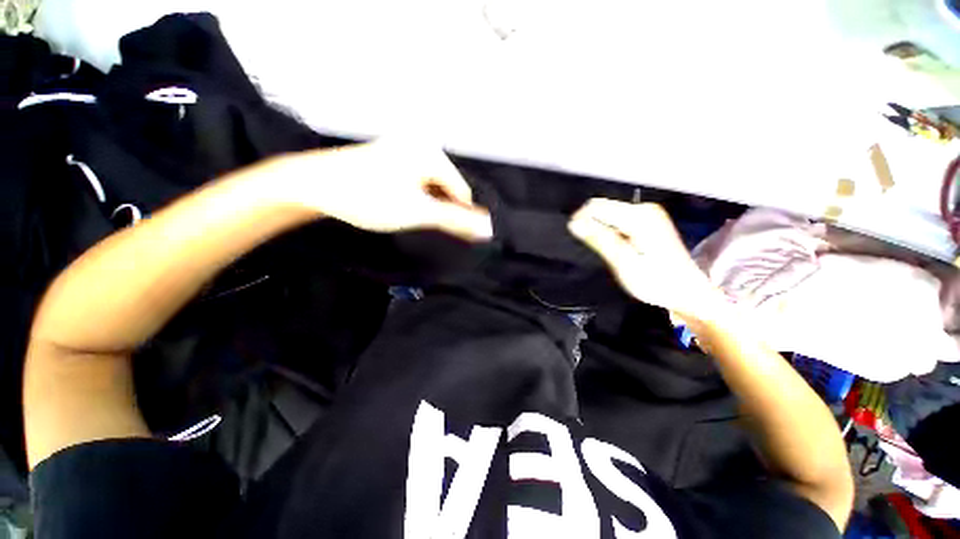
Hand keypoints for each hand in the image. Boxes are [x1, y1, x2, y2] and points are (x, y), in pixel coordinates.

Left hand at [271, 141, 492, 240]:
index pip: (461, 191)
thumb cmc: (369, 198)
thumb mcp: (418, 212)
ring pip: (431, 185)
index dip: (458, 214)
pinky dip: (415, 196)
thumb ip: (455, 220)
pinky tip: (401, 205)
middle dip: (440, 208)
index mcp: (431, 153)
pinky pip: (416, 181)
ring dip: (428, 204)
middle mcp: (420, 145)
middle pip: (446, 187)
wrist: (315, 185)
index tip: (451, 233)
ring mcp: (403, 150)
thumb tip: (487, 229)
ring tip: (408, 215)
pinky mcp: (391, 157)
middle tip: (423, 224)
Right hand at [568, 198, 724, 320]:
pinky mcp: (648, 221)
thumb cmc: (655, 281)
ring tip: (601, 249)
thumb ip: (599, 239)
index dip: (580, 220)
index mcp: (639, 217)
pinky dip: (609, 230)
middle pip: (603, 206)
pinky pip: (618, 219)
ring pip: (609, 213)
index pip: (596, 206)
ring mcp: (648, 214)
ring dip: (599, 228)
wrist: (687, 292)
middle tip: (590, 247)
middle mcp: (644, 209)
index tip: (574, 238)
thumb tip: (574, 223)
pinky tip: (613, 246)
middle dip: (590, 223)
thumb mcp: (623, 262)